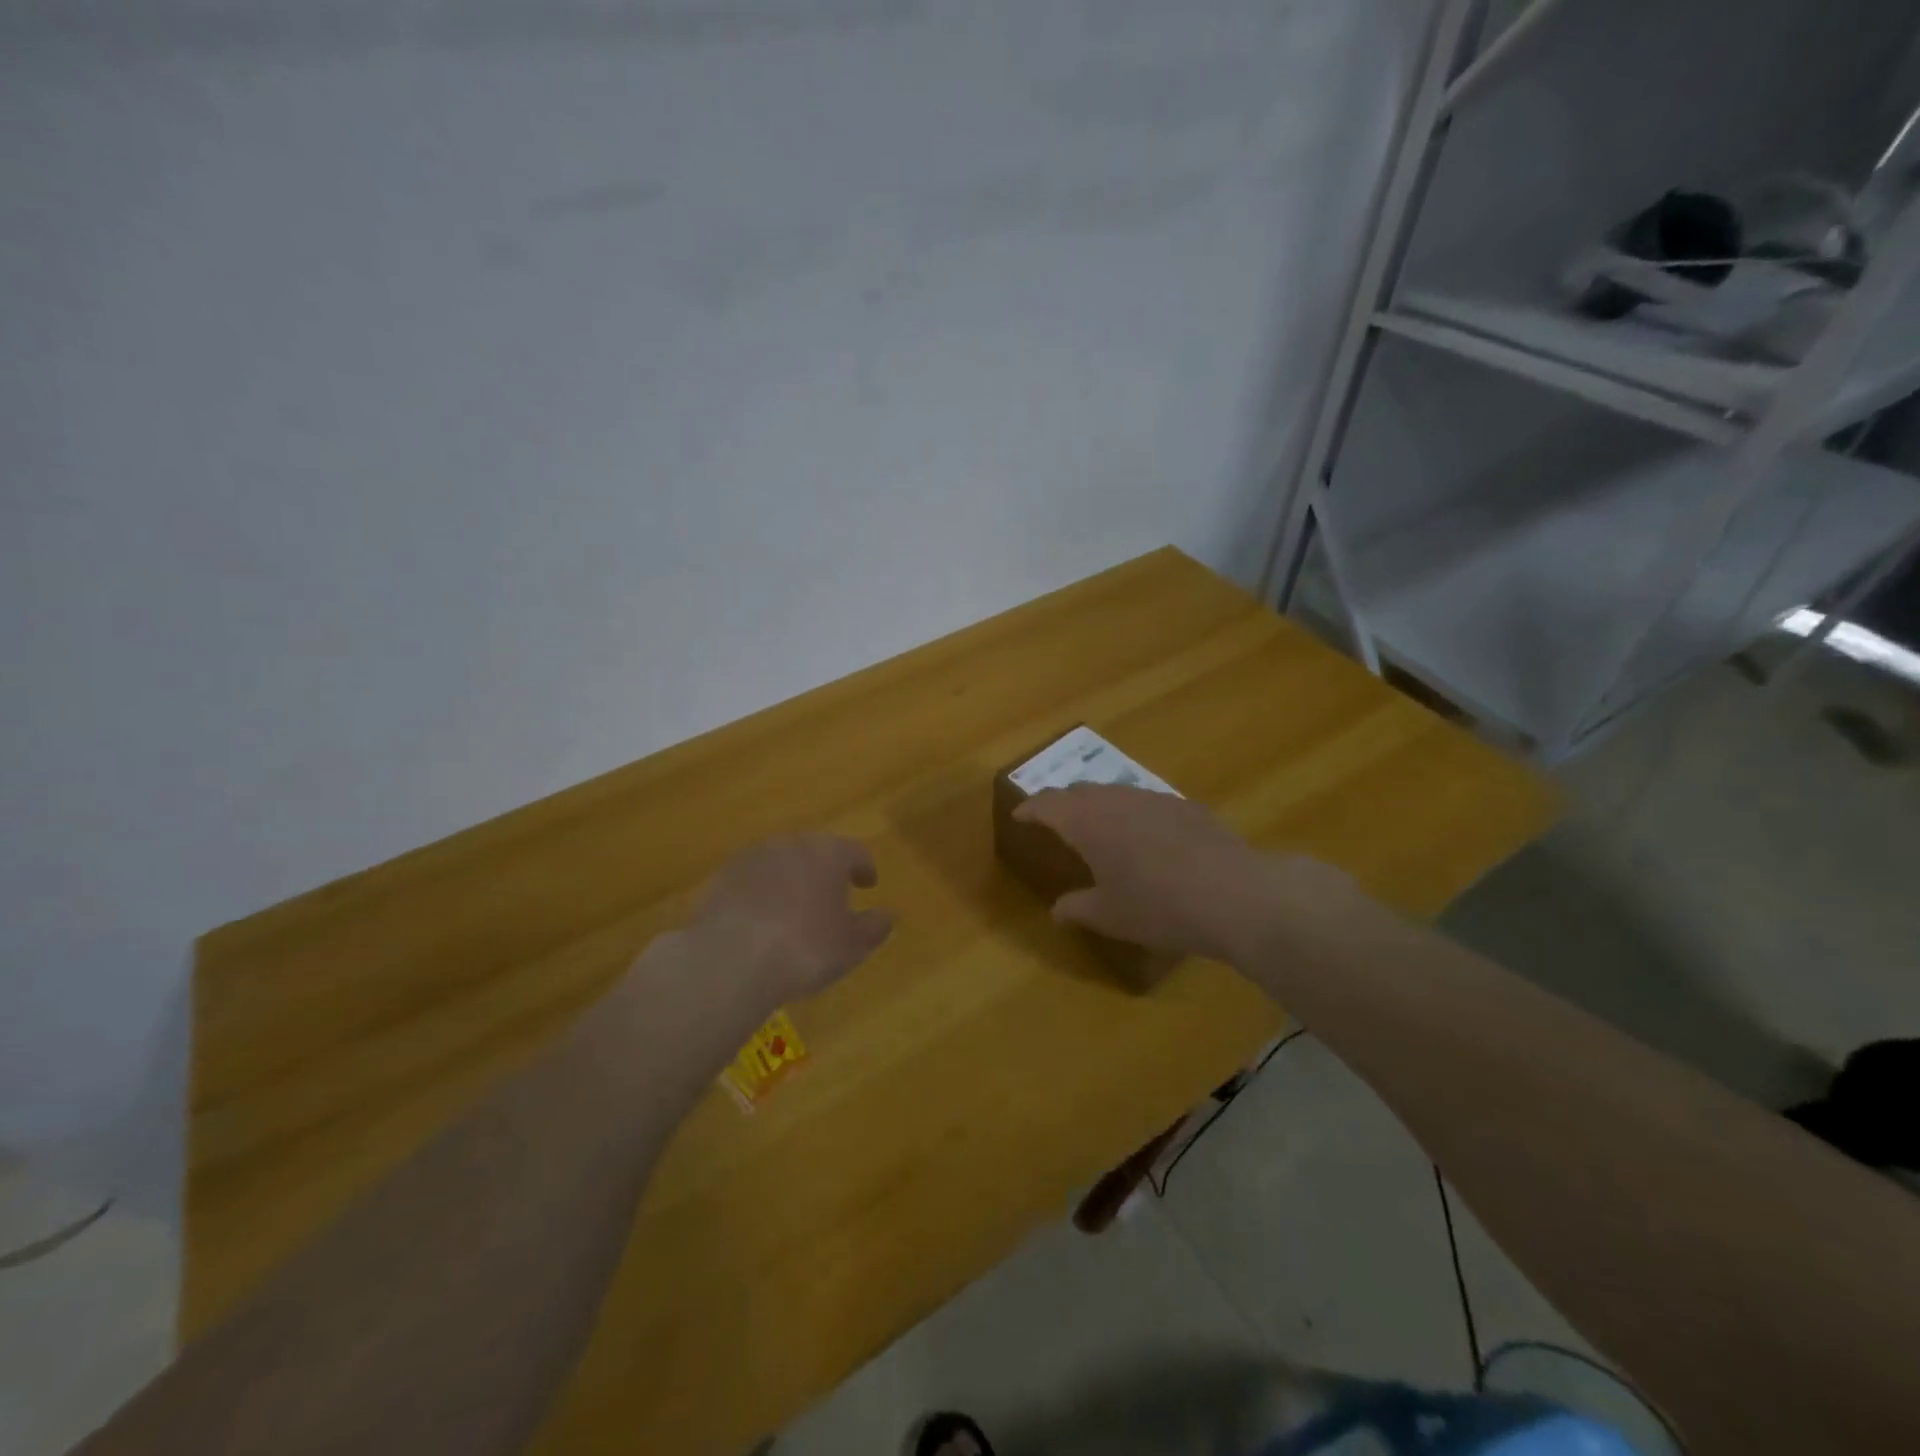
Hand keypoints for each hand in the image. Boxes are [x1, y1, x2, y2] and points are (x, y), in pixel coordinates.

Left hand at [688, 834, 894, 1006]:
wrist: (730, 960)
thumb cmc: (805, 948)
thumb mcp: (852, 945)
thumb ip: (874, 927)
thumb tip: (887, 915)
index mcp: (829, 853)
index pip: (855, 851)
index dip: (864, 868)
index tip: (868, 884)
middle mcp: (791, 844)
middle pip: (815, 850)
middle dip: (826, 869)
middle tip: (832, 894)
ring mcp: (752, 857)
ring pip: (781, 862)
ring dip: (791, 879)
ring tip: (795, 908)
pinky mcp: (722, 877)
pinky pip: (752, 879)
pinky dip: (762, 892)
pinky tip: (762, 919)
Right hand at [1013, 784, 1302, 962]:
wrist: (1233, 894)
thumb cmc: (1157, 906)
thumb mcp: (1109, 915)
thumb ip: (1077, 908)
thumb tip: (1058, 910)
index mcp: (1087, 822)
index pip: (1048, 803)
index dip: (1030, 808)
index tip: (1019, 815)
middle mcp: (1117, 800)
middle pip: (1081, 791)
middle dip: (1063, 803)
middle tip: (1056, 820)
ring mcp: (1155, 799)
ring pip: (1116, 793)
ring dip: (1100, 805)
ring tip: (1100, 828)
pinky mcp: (1187, 807)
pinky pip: (1147, 803)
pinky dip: (1134, 814)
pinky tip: (1148, 839)